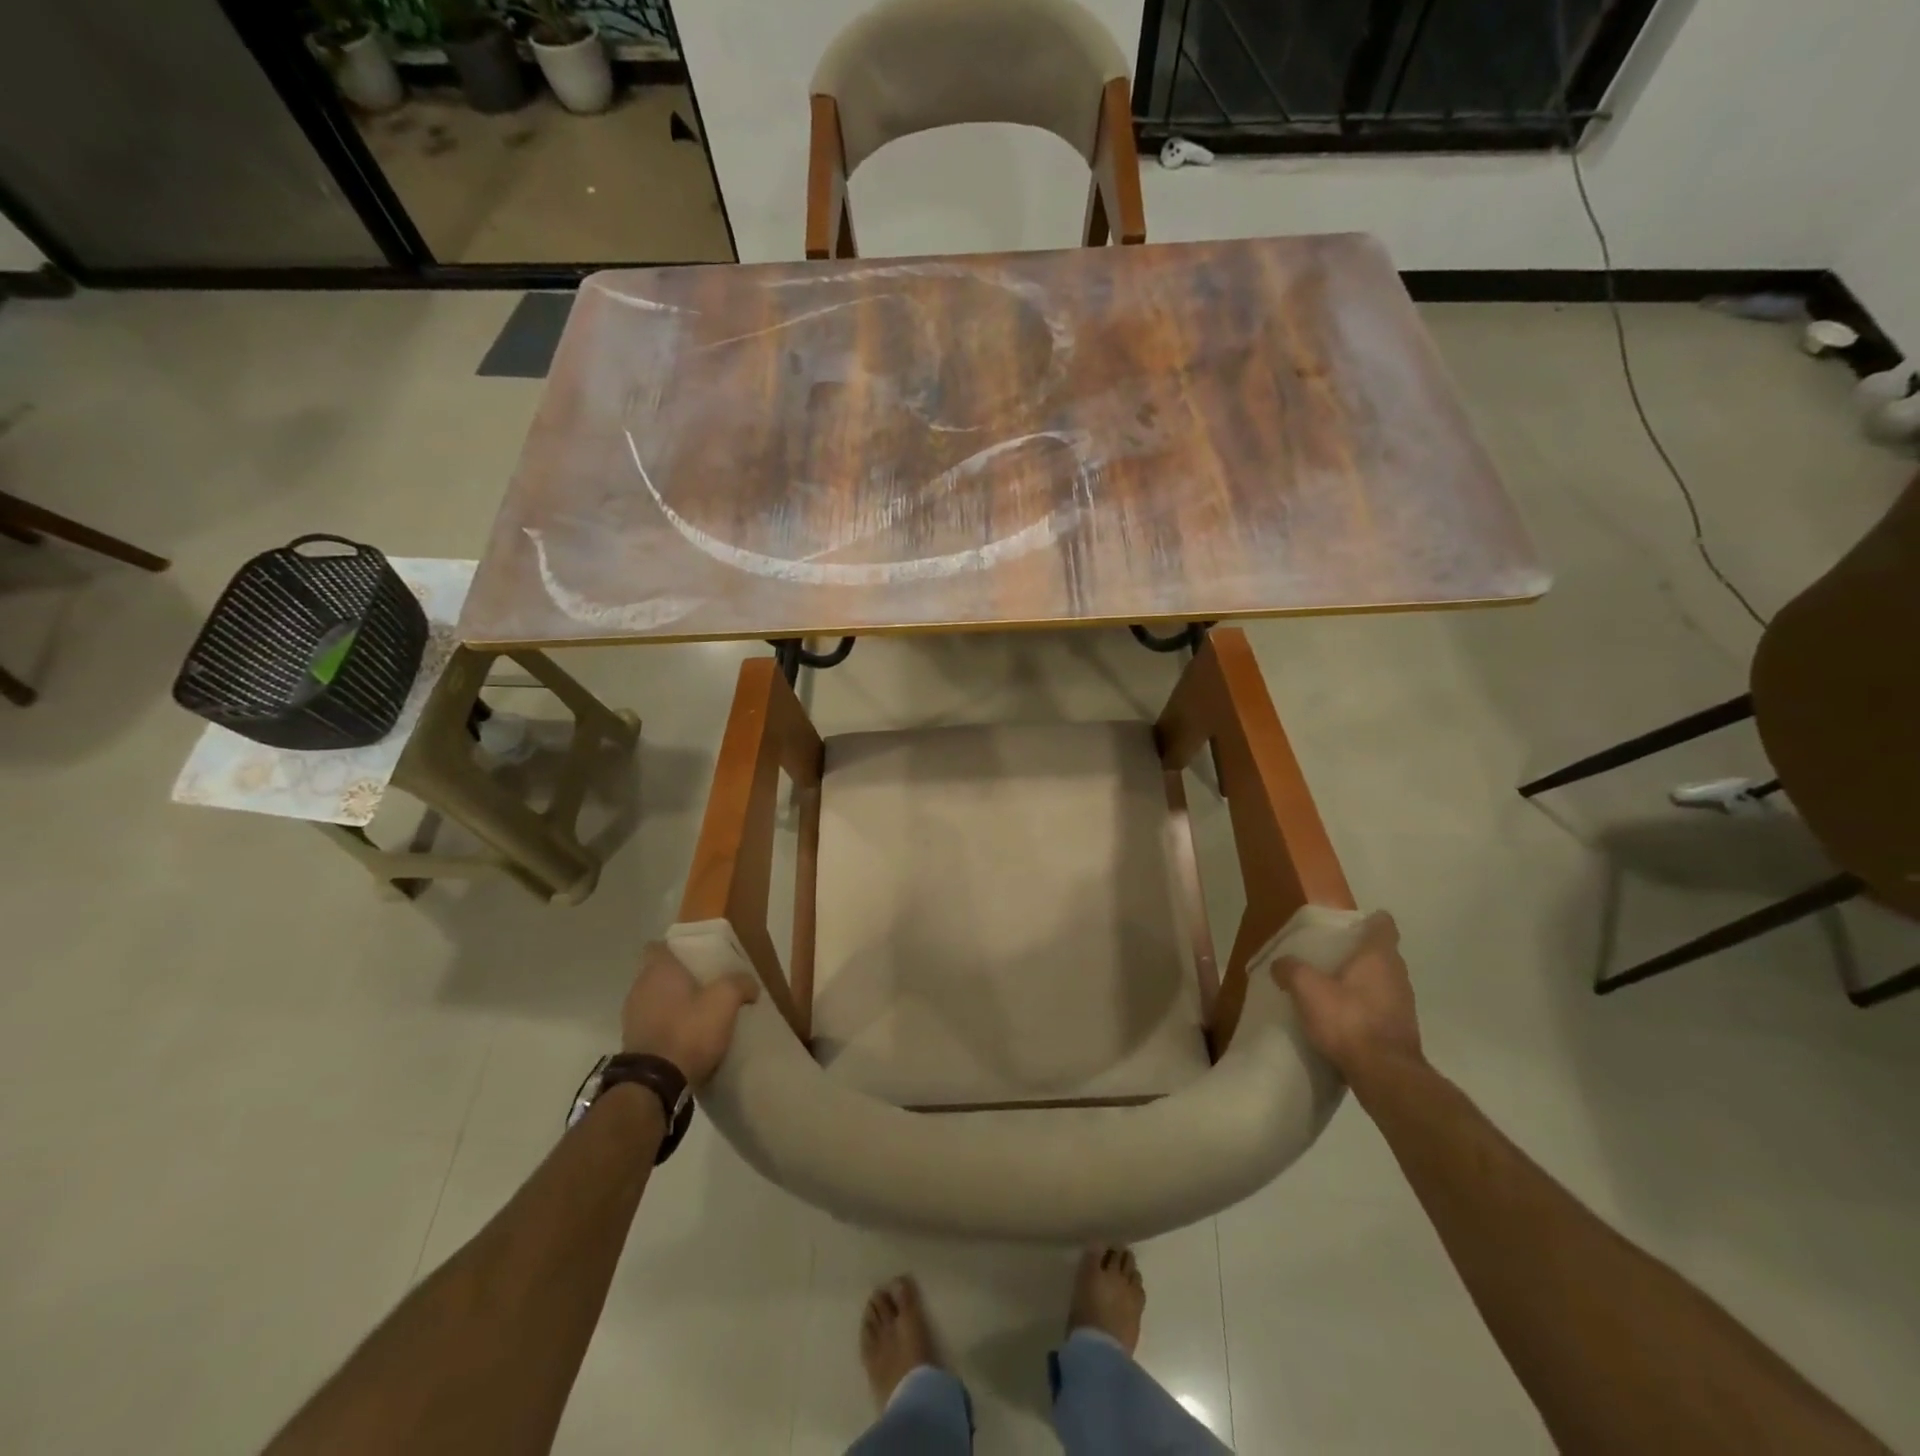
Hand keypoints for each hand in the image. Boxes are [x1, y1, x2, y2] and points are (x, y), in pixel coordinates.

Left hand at [621, 942, 760, 1085]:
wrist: (655, 1084)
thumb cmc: (689, 1030)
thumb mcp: (725, 1000)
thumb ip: (740, 983)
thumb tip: (750, 984)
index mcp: (657, 970)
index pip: (656, 946)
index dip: (676, 948)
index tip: (696, 956)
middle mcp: (638, 988)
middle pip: (658, 973)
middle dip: (679, 977)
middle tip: (706, 983)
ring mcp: (631, 1018)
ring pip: (655, 999)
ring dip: (673, 1004)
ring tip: (699, 1012)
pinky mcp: (633, 1044)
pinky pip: (652, 1024)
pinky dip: (667, 1026)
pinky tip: (687, 1036)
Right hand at [1271, 912, 1421, 1078]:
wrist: (1385, 1075)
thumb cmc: (1348, 1020)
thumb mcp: (1307, 989)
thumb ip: (1291, 969)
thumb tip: (1280, 964)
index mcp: (1379, 957)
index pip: (1383, 924)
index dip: (1366, 921)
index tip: (1345, 927)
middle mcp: (1397, 975)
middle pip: (1381, 953)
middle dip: (1357, 952)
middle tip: (1327, 956)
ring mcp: (1403, 1004)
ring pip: (1381, 981)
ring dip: (1360, 982)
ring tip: (1330, 988)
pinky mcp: (1401, 1030)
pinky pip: (1381, 1006)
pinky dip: (1364, 1006)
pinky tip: (1341, 1017)